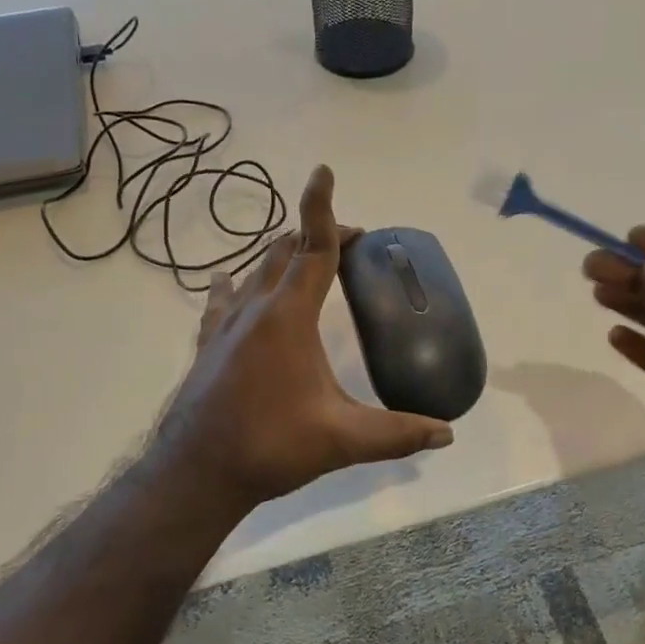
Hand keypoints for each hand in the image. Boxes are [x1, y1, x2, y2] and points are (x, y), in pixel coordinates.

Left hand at [154, 165, 454, 509]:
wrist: (197, 472)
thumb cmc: (271, 445)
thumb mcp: (342, 439)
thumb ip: (398, 433)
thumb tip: (447, 433)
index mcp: (289, 317)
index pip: (312, 248)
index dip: (321, 208)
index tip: (323, 171)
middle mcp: (255, 309)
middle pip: (283, 252)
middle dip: (315, 236)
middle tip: (348, 244)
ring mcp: (226, 325)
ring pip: (254, 271)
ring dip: (281, 257)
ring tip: (304, 261)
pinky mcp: (208, 345)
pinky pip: (223, 300)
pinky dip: (237, 284)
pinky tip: (229, 281)